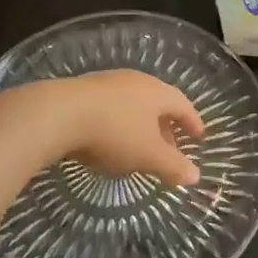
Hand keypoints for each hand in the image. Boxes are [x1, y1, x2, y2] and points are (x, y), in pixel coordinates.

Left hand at [47, 70, 203, 185]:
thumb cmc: (114, 132)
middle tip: (169, 148)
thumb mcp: (148, 155)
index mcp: (157, 92)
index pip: (183, 105)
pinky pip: (110, 108)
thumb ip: (173, 166)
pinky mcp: (83, 91)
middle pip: (158, 103)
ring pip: (133, 105)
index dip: (192, 122)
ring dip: (140, 126)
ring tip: (138, 148)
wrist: (58, 114)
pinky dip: (118, 124)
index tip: (199, 136)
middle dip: (166, 127)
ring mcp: (108, 83)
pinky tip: (108, 142)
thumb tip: (196, 176)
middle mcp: (136, 81)